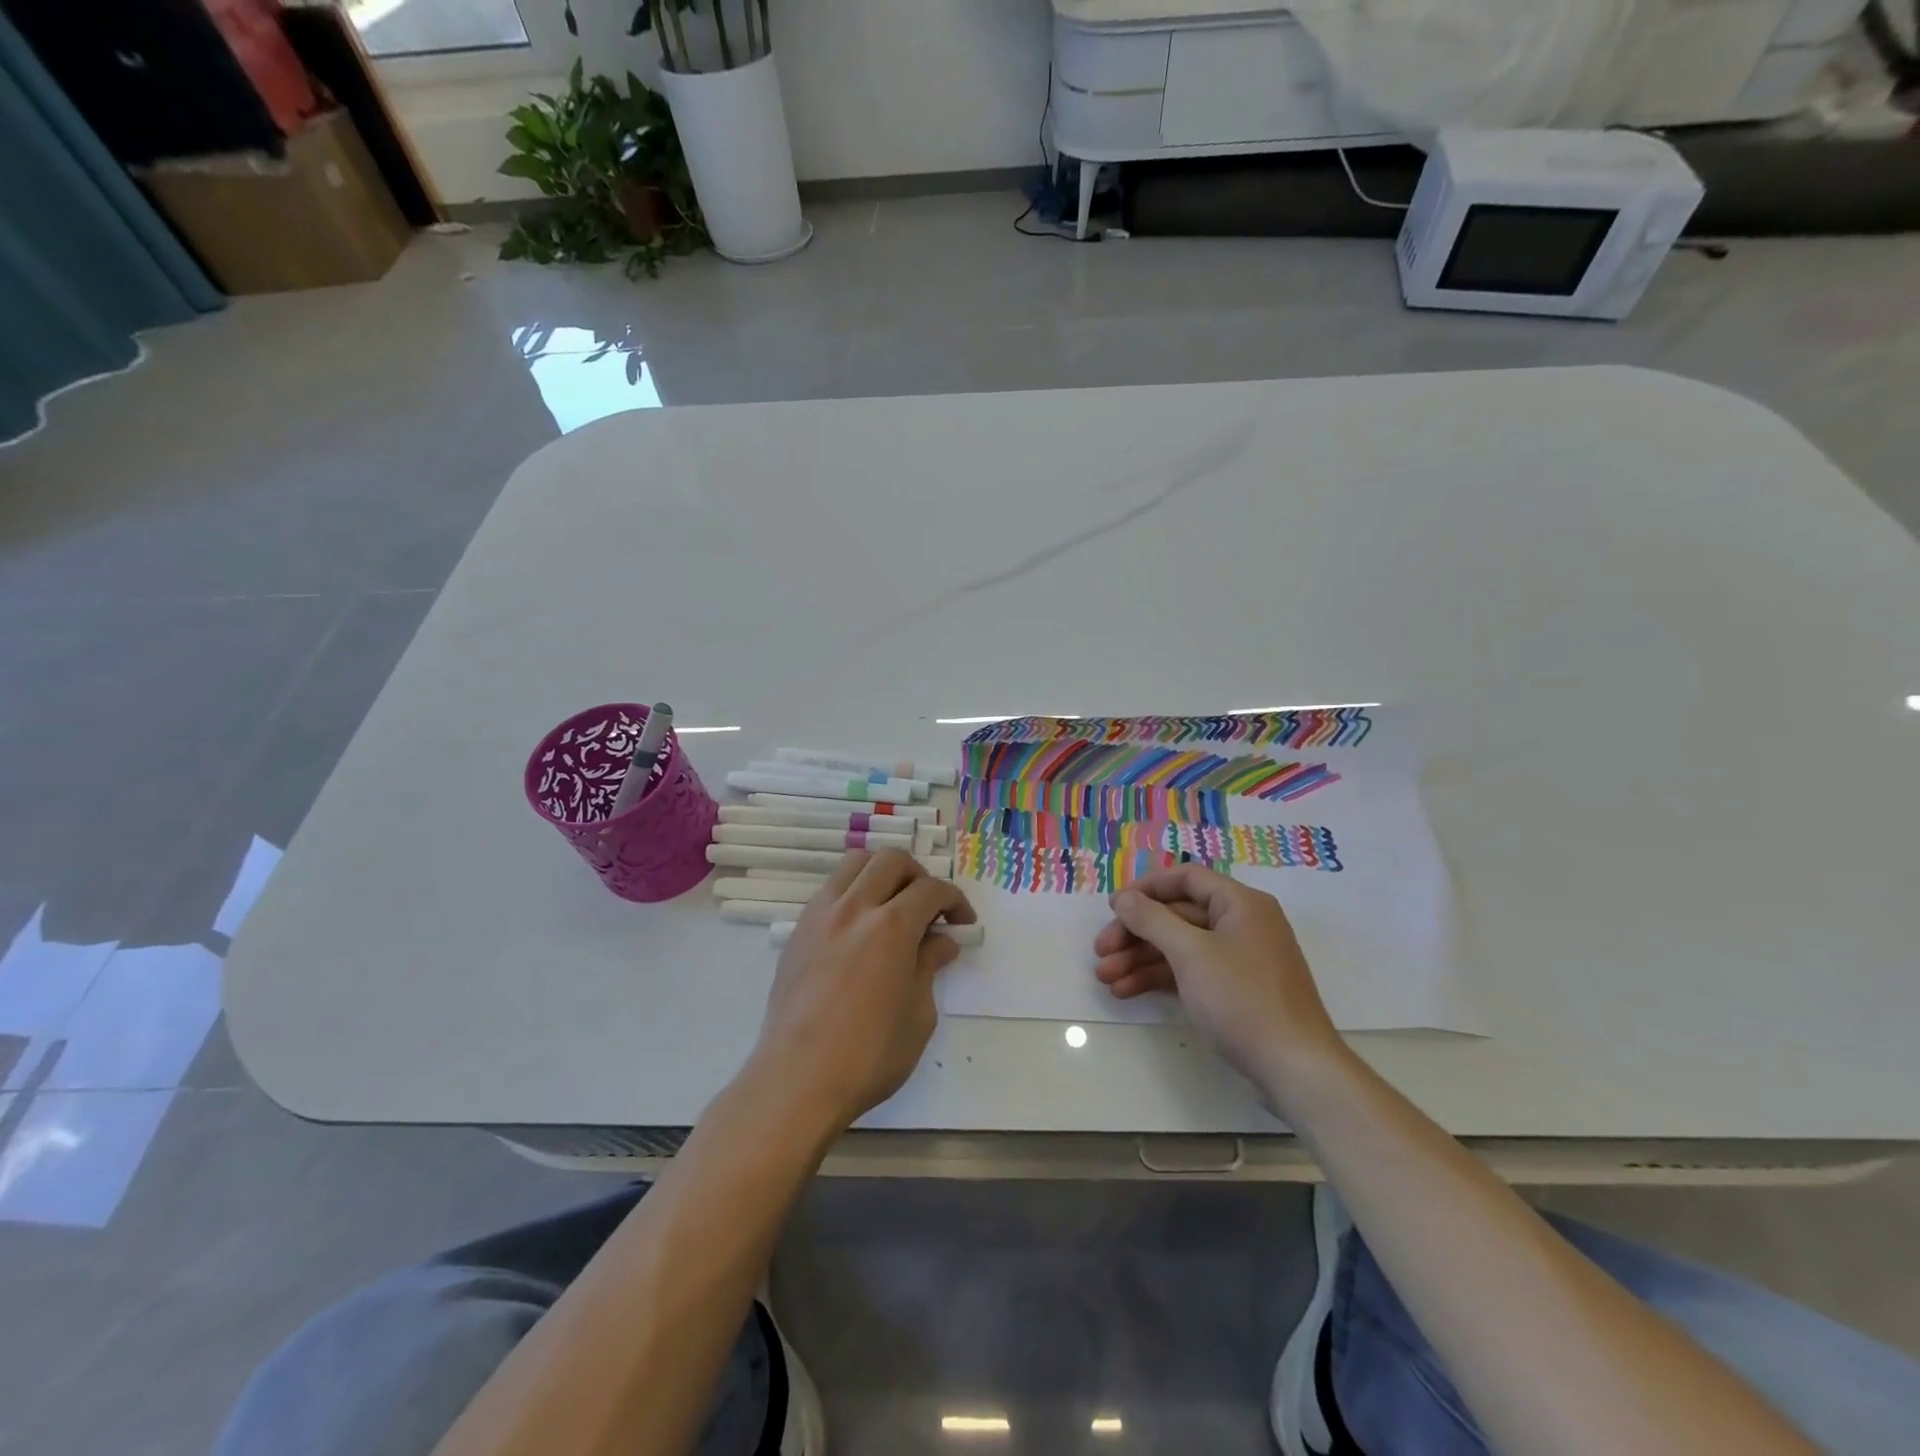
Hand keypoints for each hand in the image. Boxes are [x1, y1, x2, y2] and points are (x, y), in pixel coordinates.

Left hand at [750, 849, 975, 1133]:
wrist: (797, 1080)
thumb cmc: (868, 1056)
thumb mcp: (918, 1016)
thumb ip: (929, 967)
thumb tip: (941, 942)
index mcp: (891, 927)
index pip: (931, 889)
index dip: (955, 901)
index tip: (963, 923)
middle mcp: (854, 907)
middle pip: (892, 860)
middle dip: (919, 876)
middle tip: (929, 909)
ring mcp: (821, 915)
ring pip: (855, 863)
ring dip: (882, 873)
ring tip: (893, 906)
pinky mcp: (798, 930)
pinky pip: (830, 889)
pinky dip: (853, 891)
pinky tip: (860, 927)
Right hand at [1093, 865, 1346, 1100]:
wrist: (1295, 1068)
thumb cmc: (1242, 1000)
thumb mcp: (1191, 954)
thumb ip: (1152, 920)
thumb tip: (1123, 898)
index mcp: (1240, 904)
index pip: (1186, 878)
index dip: (1146, 888)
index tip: (1113, 908)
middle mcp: (1241, 923)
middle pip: (1178, 914)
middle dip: (1135, 933)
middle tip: (1101, 951)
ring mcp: (1240, 958)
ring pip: (1180, 946)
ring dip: (1140, 959)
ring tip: (1106, 979)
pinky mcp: (1236, 989)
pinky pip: (1190, 971)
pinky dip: (1160, 978)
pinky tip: (1127, 991)